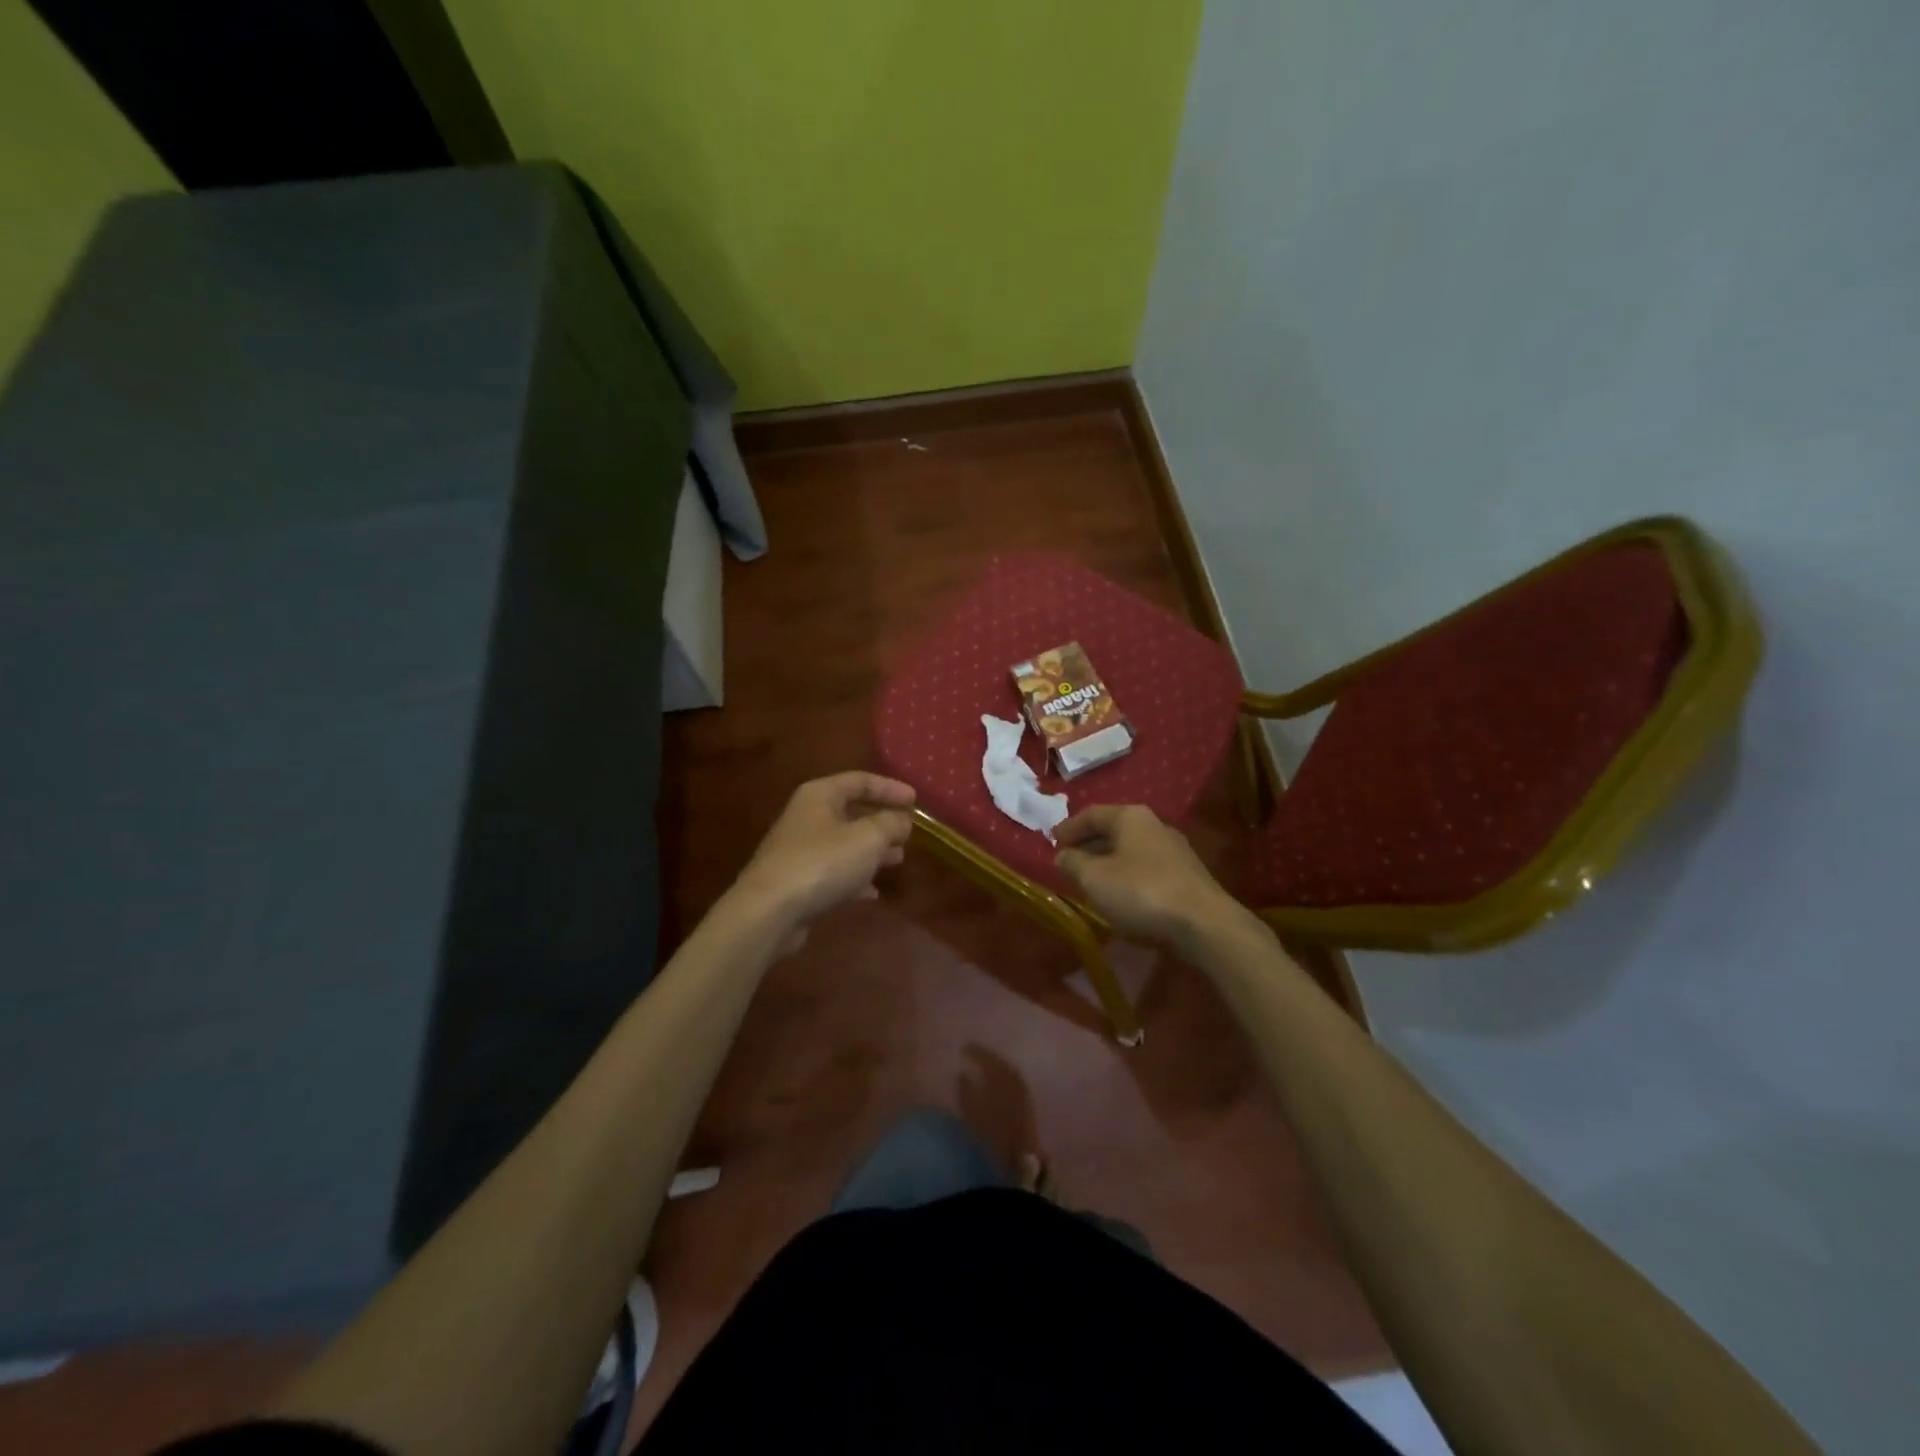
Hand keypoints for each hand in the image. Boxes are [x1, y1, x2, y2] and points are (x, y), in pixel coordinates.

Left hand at [731, 772, 915, 932]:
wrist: (769, 911)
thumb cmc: (823, 862)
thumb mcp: (868, 837)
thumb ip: (891, 823)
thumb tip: (902, 820)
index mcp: (820, 795)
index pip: (860, 780)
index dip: (890, 788)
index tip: (915, 801)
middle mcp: (807, 816)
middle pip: (851, 811)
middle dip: (881, 821)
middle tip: (907, 832)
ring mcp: (799, 850)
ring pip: (844, 843)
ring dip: (871, 850)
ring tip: (897, 859)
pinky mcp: (797, 881)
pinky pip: (832, 872)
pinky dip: (854, 877)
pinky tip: (871, 892)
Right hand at [1053, 805, 1244, 950]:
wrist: (1204, 925)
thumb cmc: (1141, 893)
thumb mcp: (1094, 878)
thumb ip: (1073, 863)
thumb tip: (1063, 855)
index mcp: (1131, 817)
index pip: (1091, 814)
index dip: (1069, 827)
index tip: (1052, 841)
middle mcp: (1155, 825)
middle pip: (1113, 830)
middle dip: (1089, 845)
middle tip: (1068, 860)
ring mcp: (1175, 850)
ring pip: (1131, 850)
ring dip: (1108, 862)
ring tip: (1090, 880)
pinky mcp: (1187, 876)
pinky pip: (1146, 868)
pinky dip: (1127, 876)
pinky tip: (1120, 895)